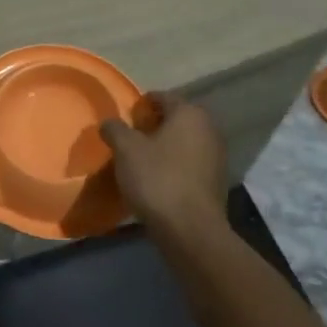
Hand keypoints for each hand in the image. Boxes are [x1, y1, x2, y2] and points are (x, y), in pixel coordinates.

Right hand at [100, 92, 226, 232]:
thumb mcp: (126, 149)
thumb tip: (110, 123)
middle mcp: (209, 129)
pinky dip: (174, 165)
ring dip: (164, 147)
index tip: (126, 117)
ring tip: (140, 160)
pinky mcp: (216, 181)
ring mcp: (216, 156)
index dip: (142, 104)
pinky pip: (190, 163)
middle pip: (176, 119)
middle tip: (130, 138)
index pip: (163, 97)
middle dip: (154, 125)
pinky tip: (157, 179)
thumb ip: (115, 129)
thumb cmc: (157, 178)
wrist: (190, 229)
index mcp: (189, 113)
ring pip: (184, 142)